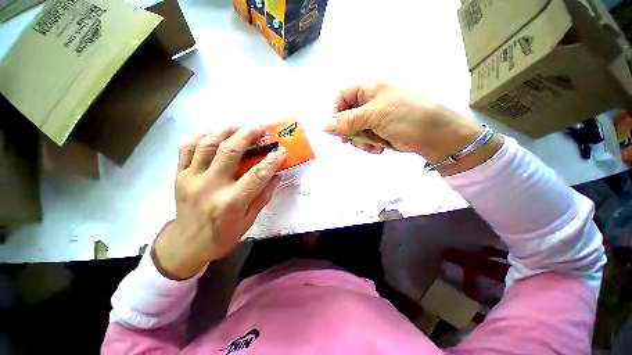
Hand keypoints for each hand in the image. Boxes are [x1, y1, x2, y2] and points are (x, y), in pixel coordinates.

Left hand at [152, 126, 286, 279]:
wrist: (187, 244)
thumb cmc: (222, 235)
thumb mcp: (249, 220)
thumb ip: (263, 196)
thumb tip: (276, 176)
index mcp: (232, 202)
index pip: (257, 175)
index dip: (271, 161)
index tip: (281, 150)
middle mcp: (211, 186)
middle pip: (229, 152)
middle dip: (247, 135)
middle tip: (259, 127)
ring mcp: (191, 178)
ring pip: (207, 144)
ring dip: (225, 130)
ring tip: (239, 126)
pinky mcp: (180, 175)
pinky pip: (187, 148)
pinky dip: (201, 136)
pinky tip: (214, 133)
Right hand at [324, 82, 501, 174]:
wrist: (435, 135)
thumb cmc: (405, 117)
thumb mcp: (373, 116)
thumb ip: (347, 121)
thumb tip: (323, 126)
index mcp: (371, 88)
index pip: (343, 95)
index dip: (337, 111)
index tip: (337, 128)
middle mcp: (372, 100)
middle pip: (348, 115)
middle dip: (349, 131)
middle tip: (349, 142)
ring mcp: (377, 116)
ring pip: (356, 129)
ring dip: (360, 140)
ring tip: (371, 147)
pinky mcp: (382, 130)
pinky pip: (366, 137)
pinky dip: (369, 144)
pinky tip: (378, 148)